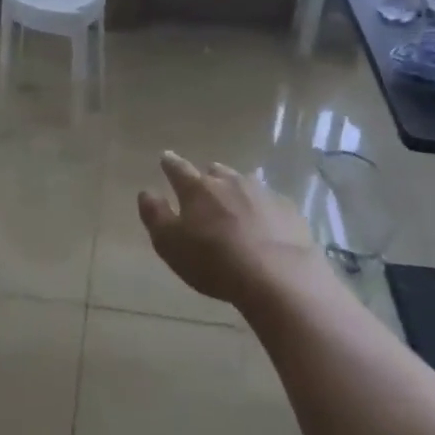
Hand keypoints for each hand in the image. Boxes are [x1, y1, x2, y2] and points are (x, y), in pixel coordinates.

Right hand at [138, 152, 319, 307]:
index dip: (169, 163)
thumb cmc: (215, 262)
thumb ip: (155, 215)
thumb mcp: (171, 245)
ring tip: (236, 209)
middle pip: (214, 172)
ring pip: (243, 183)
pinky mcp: (288, 209)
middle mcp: (229, 181)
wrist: (279, 277)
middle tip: (204, 192)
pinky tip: (266, 227)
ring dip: (236, 192)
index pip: (177, 168)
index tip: (165, 157)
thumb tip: (146, 192)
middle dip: (207, 179)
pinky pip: (270, 202)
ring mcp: (262, 192)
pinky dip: (263, 210)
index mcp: (197, 188)